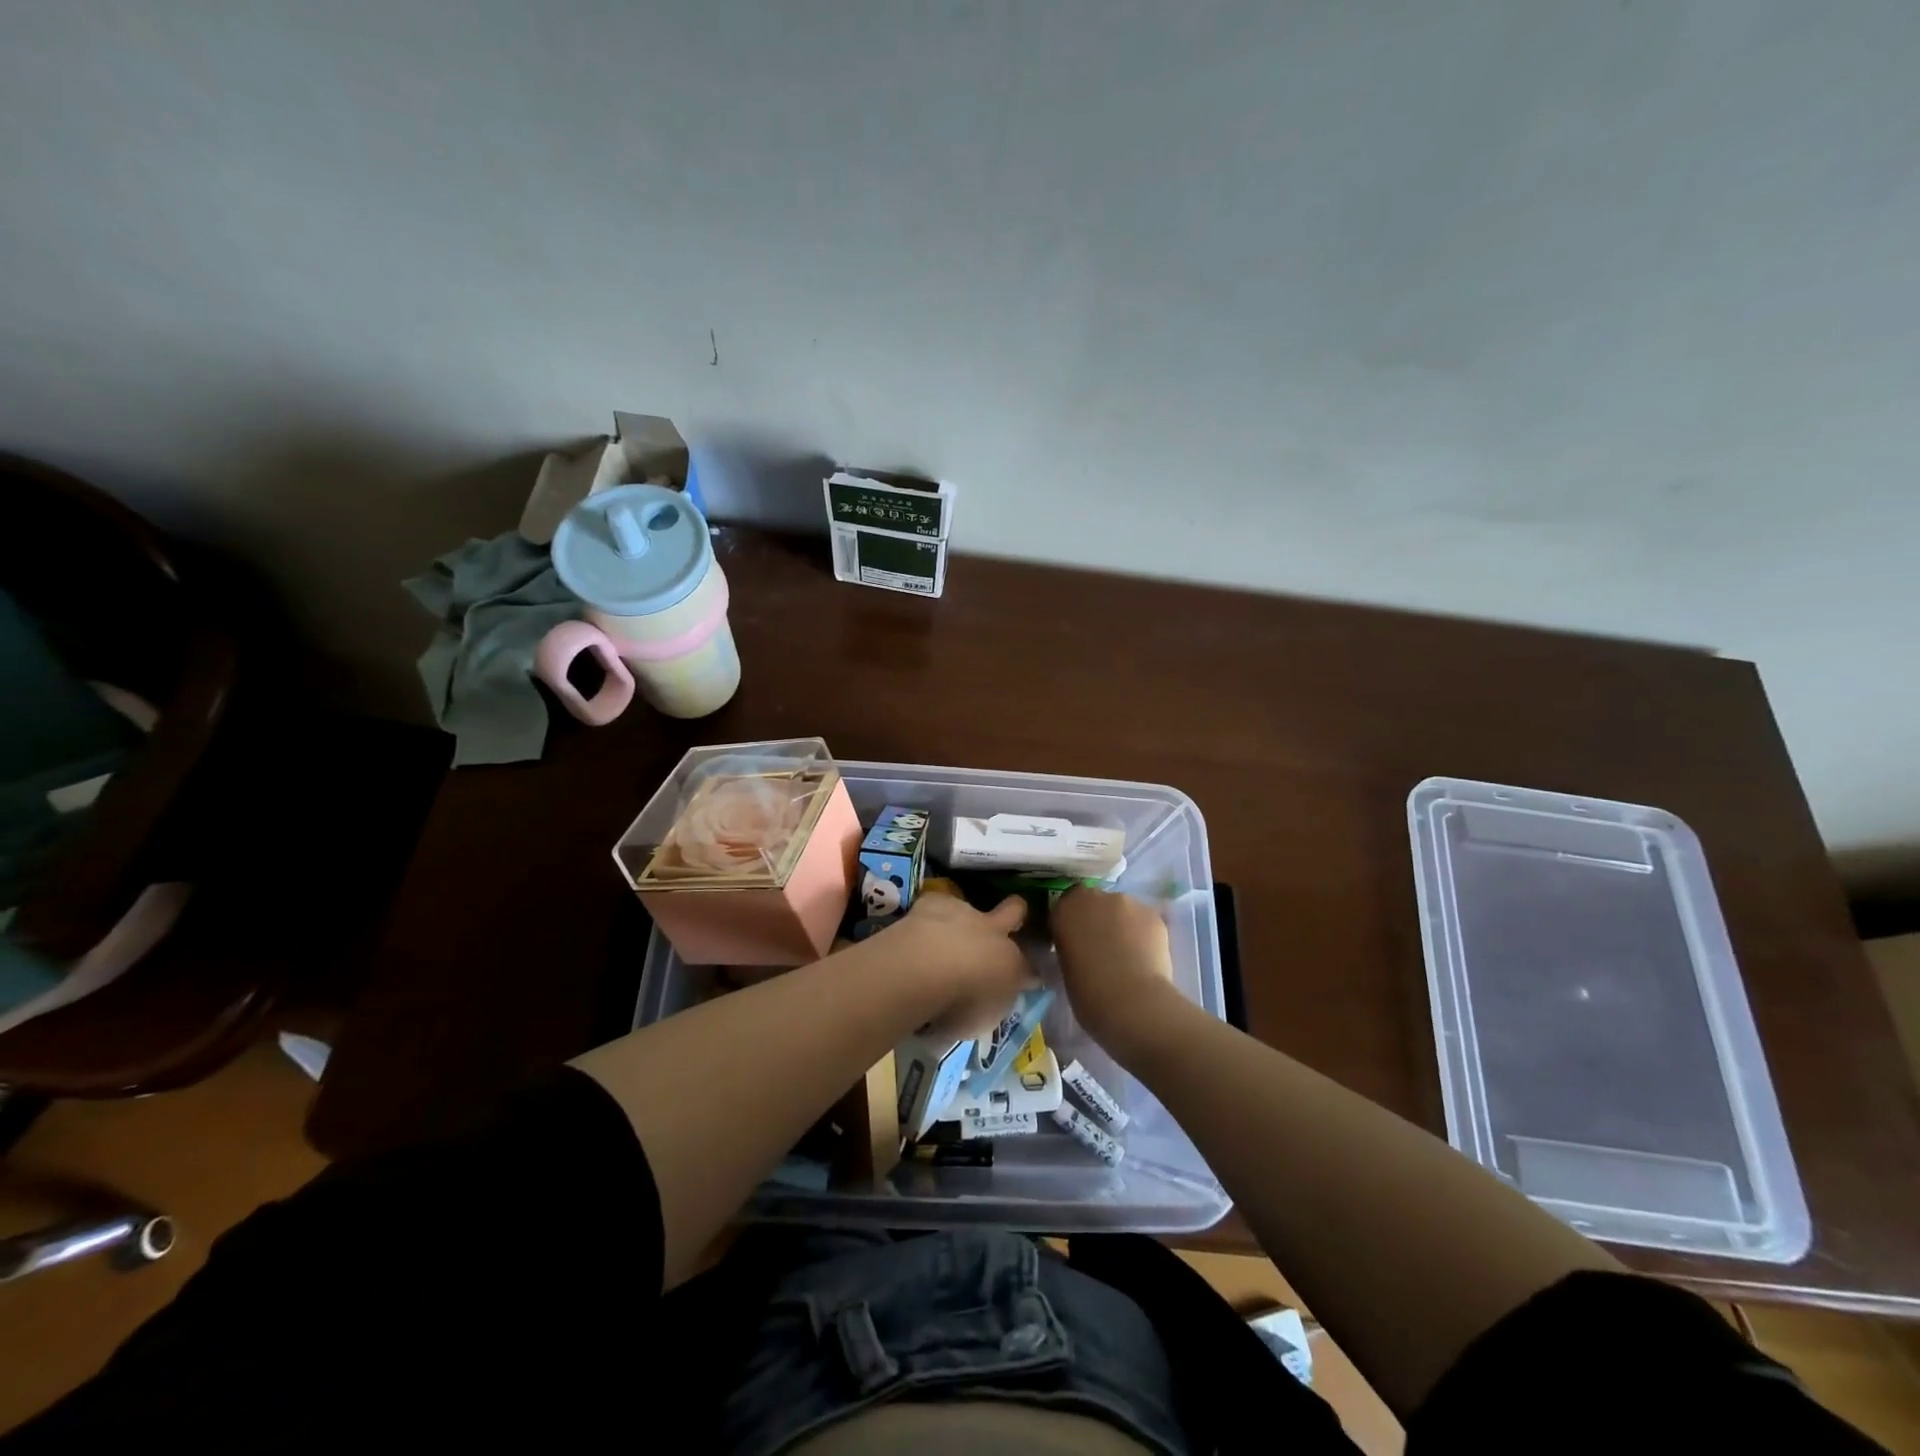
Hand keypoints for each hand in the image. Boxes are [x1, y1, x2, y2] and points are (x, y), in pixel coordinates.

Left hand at [869, 893, 1034, 1041]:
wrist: (926, 969)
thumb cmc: (958, 1006)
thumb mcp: (982, 1021)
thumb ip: (990, 1006)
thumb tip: (991, 1001)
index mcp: (1011, 966)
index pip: (1030, 970)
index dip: (1029, 975)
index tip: (1026, 981)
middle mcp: (994, 934)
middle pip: (1015, 911)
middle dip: (1016, 913)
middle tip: (1007, 922)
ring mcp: (965, 913)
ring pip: (972, 907)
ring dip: (963, 920)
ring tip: (945, 936)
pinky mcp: (935, 903)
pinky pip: (937, 905)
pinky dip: (931, 915)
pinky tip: (920, 928)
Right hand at [1051, 886, 1180, 1051]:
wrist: (1131, 1002)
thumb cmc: (1088, 993)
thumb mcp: (1065, 967)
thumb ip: (1071, 947)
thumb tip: (1082, 949)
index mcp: (1065, 909)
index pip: (1065, 905)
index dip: (1072, 922)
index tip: (1075, 941)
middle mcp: (1094, 897)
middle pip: (1095, 902)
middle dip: (1098, 919)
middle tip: (1103, 947)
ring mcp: (1126, 902)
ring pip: (1122, 910)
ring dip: (1122, 925)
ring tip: (1128, 955)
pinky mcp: (1152, 914)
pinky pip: (1144, 920)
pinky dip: (1143, 934)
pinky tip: (1146, 957)